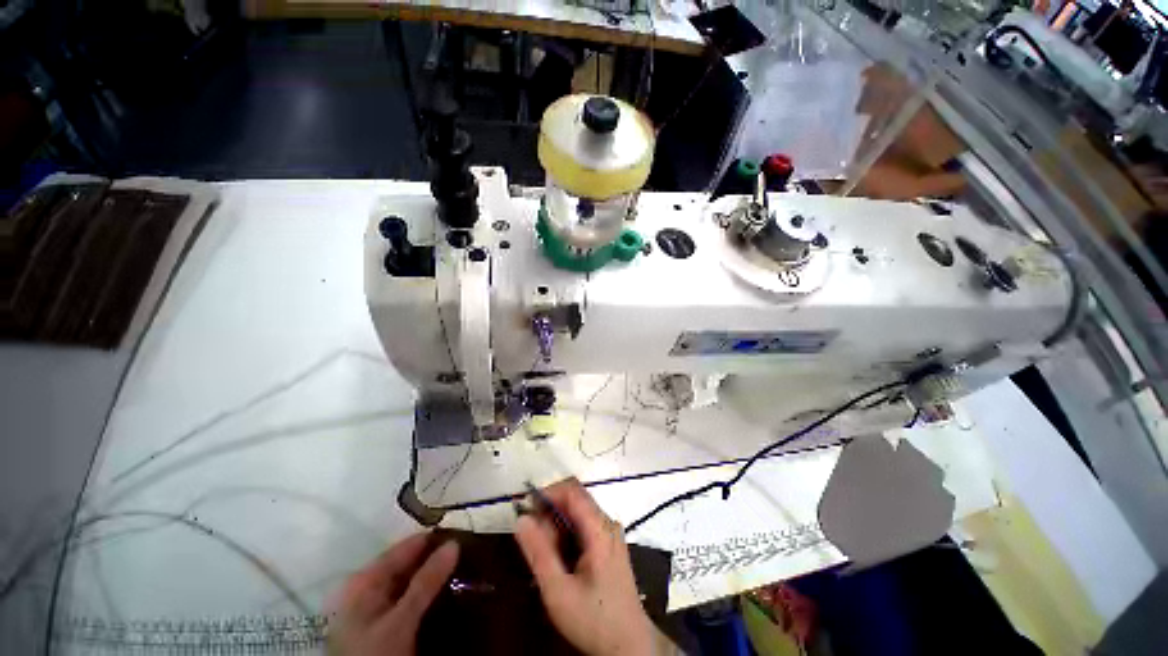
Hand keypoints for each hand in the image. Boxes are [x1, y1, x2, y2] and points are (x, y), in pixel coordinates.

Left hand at [328, 533, 458, 655]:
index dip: (435, 539)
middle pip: (410, 564)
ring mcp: (377, 610)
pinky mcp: (386, 627)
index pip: (407, 547)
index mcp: (365, 580)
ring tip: (469, 569)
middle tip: (472, 553)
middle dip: (438, 559)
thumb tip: (454, 543)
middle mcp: (370, 589)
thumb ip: (426, 582)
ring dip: (437, 579)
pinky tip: (452, 594)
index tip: (466, 534)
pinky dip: (431, 596)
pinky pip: (413, 601)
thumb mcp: (401, 621)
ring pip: (413, 583)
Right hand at [514, 479, 656, 655]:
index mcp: (599, 528)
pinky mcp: (608, 543)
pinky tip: (560, 559)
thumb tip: (521, 520)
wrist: (630, 645)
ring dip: (556, 526)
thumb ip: (539, 554)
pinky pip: (583, 525)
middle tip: (534, 542)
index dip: (547, 493)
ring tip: (546, 556)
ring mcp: (609, 533)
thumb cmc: (595, 619)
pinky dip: (566, 534)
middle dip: (550, 513)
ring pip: (577, 513)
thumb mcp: (559, 592)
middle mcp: (607, 523)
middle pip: (574, 500)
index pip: (572, 490)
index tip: (527, 510)